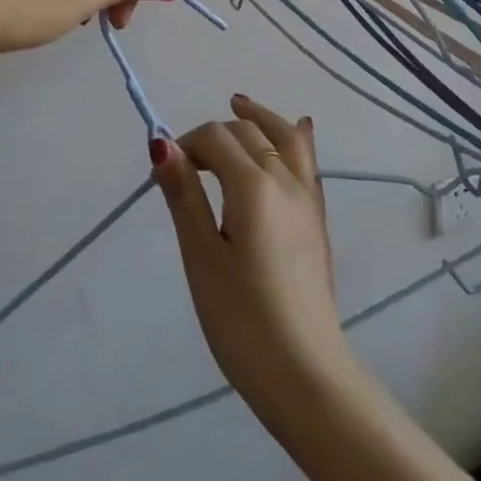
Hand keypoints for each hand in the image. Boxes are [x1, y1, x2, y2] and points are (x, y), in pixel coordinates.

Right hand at [153, 96, 358, 423]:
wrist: (306, 375)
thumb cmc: (243, 321)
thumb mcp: (202, 258)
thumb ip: (185, 196)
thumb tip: (162, 145)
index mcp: (253, 184)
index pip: (215, 137)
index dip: (185, 145)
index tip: (162, 175)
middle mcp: (285, 178)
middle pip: (247, 133)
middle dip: (214, 135)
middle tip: (186, 164)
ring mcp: (307, 197)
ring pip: (285, 136)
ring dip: (259, 118)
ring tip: (239, 105)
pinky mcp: (318, 218)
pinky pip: (308, 160)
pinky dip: (294, 137)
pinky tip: (298, 129)